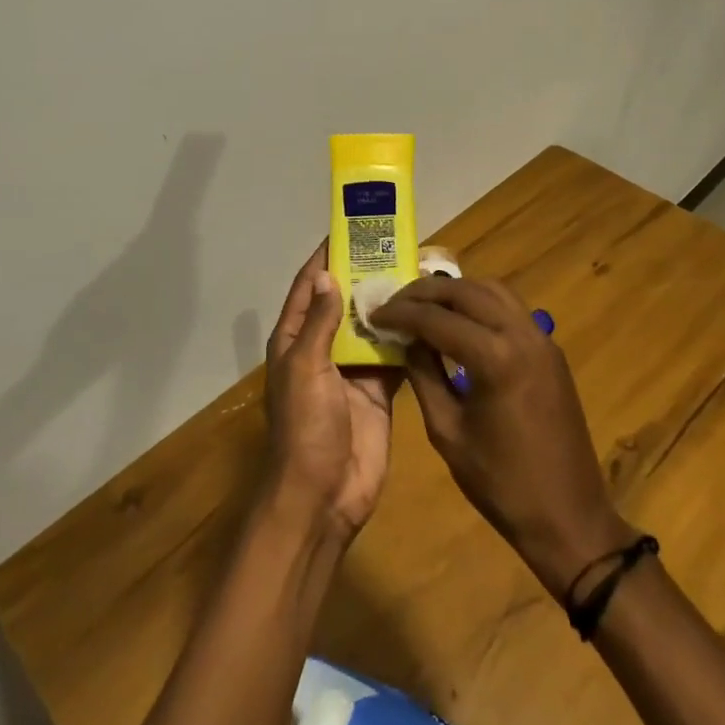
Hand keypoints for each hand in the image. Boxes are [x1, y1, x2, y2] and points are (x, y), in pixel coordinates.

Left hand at [261, 244, 398, 544]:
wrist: (324, 495)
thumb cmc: (306, 426)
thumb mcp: (306, 368)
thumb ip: (318, 322)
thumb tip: (325, 273)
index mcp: (295, 339)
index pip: (309, 286)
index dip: (326, 257)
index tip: (350, 229)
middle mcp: (322, 348)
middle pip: (344, 302)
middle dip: (365, 276)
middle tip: (396, 247)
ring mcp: (352, 370)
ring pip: (371, 326)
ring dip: (389, 304)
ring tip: (418, 273)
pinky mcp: (379, 390)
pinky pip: (394, 356)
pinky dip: (408, 337)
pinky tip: (429, 317)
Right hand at [372, 276, 635, 597]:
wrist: (569, 517)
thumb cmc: (501, 484)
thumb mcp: (447, 431)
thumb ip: (424, 376)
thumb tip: (407, 340)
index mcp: (494, 358)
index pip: (436, 318)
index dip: (401, 313)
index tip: (375, 314)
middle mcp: (521, 335)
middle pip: (465, 291)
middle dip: (425, 292)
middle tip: (395, 302)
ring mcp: (542, 338)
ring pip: (492, 289)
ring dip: (455, 290)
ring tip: (424, 304)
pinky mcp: (550, 349)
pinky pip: (511, 307)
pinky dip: (480, 302)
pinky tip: (459, 319)